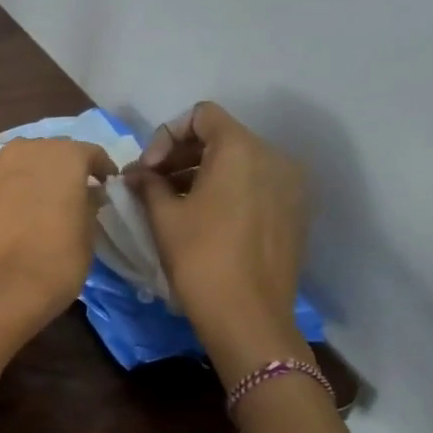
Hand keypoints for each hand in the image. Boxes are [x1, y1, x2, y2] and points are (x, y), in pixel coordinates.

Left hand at [0, 138, 113, 339]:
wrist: (0, 287)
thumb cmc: (57, 261)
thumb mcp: (88, 232)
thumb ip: (88, 202)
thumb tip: (86, 193)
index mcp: (65, 155)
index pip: (89, 153)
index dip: (99, 168)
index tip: (104, 184)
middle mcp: (26, 148)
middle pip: (47, 151)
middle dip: (58, 168)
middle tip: (64, 193)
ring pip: (15, 160)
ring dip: (25, 173)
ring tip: (29, 200)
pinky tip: (0, 207)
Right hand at [125, 103, 308, 379]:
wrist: (248, 317)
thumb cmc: (200, 258)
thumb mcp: (163, 216)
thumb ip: (148, 182)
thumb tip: (137, 172)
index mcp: (241, 150)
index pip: (201, 116)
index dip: (167, 135)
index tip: (149, 168)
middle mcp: (273, 158)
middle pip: (221, 136)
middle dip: (181, 154)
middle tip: (152, 183)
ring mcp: (290, 185)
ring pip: (239, 161)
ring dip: (201, 171)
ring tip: (172, 201)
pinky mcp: (295, 211)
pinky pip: (255, 183)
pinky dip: (226, 189)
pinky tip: (203, 217)